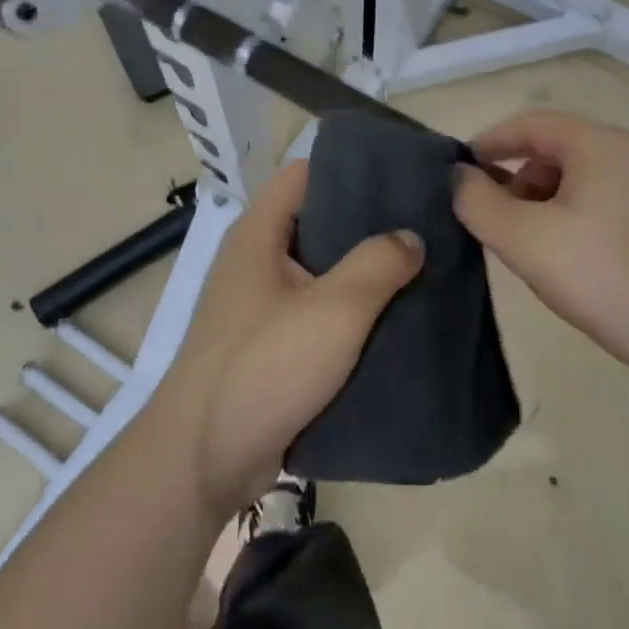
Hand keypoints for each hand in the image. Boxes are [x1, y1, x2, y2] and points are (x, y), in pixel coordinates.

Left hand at [153, 161, 422, 517]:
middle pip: (318, 221)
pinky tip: (395, 318)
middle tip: (426, 224)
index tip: (403, 175)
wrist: (203, 460)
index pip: (305, 173)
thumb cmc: (264, 367)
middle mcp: (257, 259)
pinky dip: (351, 311)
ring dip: (364, 271)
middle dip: (369, 222)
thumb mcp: (333, 310)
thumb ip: (378, 264)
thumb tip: (411, 236)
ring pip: (322, 270)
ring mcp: (261, 304)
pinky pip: (318, 312)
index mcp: (259, 233)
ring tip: (421, 267)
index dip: (351, 167)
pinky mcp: (271, 344)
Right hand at [453, 110, 628, 372]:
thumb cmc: (605, 276)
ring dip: (540, 203)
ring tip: (524, 245)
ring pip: (577, 181)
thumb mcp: (524, 239)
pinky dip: (568, 220)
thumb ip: (478, 202)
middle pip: (554, 150)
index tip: (458, 173)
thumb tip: (459, 177)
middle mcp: (628, 155)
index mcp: (598, 144)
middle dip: (514, 178)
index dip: (488, 142)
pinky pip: (599, 206)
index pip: (530, 123)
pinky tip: (563, 261)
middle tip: (491, 219)